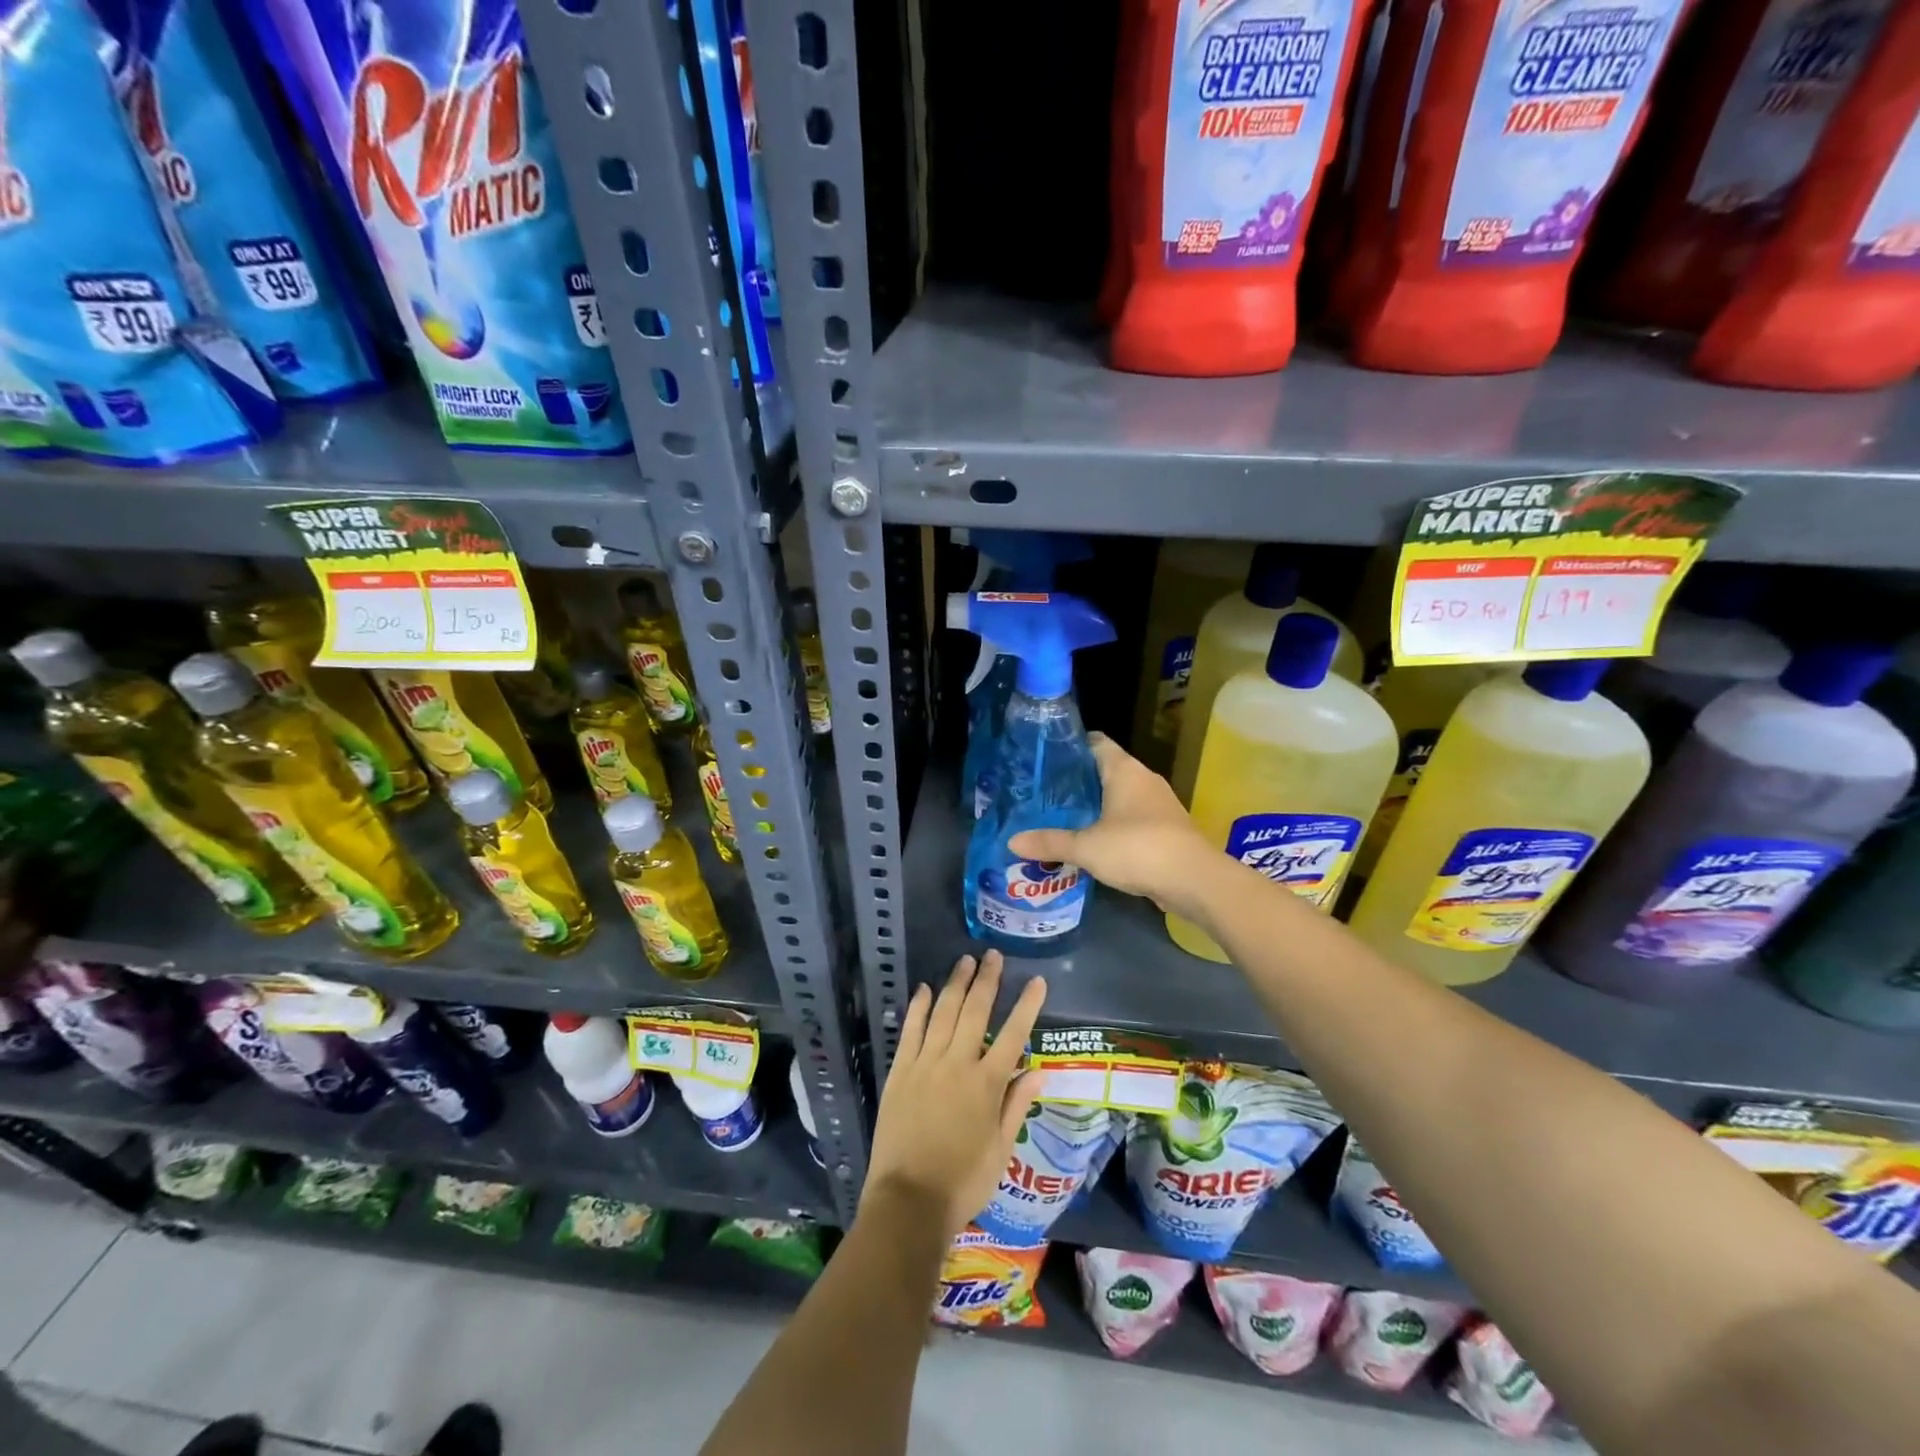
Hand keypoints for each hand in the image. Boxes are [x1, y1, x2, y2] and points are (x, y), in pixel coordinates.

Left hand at [865, 952, 1045, 1240]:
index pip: (1013, 1034)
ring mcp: (926, 1064)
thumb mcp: (1000, 1150)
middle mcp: (958, 1064)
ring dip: (955, 984)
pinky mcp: (900, 1071)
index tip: (1037, 981)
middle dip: (987, 980)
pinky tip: (923, 989)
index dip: (1027, 1005)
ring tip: (965, 961)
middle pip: (975, 1011)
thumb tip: (1039, 1071)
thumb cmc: (963, 1182)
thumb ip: (1017, 1105)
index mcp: (987, 1084)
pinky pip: (910, 1031)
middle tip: (993, 956)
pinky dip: (918, 1007)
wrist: (908, 1201)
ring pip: (943, 1013)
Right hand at [1008, 734, 1214, 915]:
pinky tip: (1092, 840)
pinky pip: (1132, 818)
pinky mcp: (1165, 828)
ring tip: (1062, 816)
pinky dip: (1112, 825)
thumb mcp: (1086, 847)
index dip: (1070, 746)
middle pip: (1105, 769)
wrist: (1194, 880)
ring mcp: (1158, 804)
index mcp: (1124, 770)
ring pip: (1120, 795)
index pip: (1095, 742)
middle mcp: (1143, 779)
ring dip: (1096, 805)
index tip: (1045, 757)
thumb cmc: (1137, 848)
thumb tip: (1012, 841)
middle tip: (1044, 792)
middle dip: (1077, 780)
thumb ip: (1050, 842)